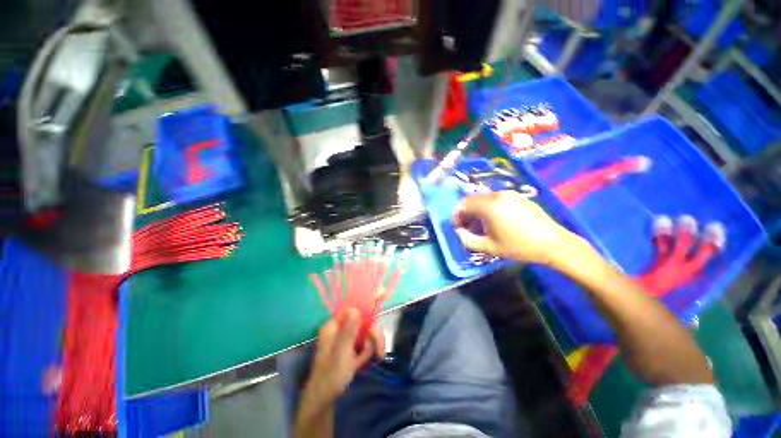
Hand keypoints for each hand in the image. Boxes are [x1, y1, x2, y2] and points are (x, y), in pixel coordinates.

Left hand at [303, 309, 384, 404]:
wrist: (324, 401)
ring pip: (367, 332)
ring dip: (373, 344)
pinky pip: (366, 343)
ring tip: (376, 358)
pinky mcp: (352, 348)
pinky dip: (369, 351)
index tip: (382, 293)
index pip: (353, 307)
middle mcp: (341, 328)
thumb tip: (355, 308)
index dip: (367, 300)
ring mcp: (347, 338)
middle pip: (364, 320)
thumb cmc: (330, 375)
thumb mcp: (341, 352)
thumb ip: (349, 330)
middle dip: (373, 333)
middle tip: (379, 349)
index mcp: (334, 325)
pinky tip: (364, 363)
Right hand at [453, 190, 575, 265]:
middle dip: (467, 212)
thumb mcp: (489, 247)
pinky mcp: (518, 196)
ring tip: (484, 224)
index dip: (458, 215)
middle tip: (470, 227)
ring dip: (478, 209)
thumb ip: (467, 239)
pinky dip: (490, 206)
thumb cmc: (519, 247)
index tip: (460, 227)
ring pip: (484, 198)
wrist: (553, 243)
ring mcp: (509, 193)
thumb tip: (458, 231)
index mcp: (489, 206)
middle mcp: (497, 195)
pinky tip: (497, 220)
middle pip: (473, 199)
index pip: (463, 205)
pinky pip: (496, 198)